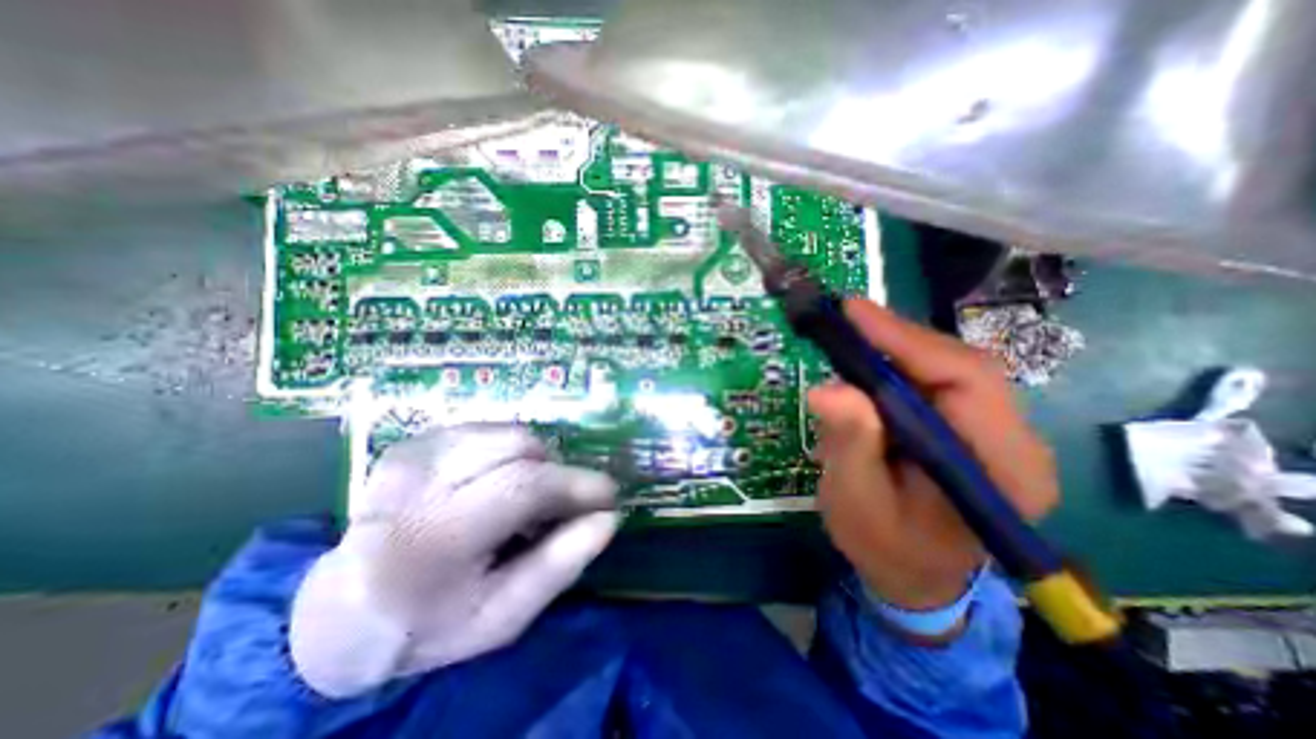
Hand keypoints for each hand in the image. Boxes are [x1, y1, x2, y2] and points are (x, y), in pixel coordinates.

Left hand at [288, 423, 620, 696]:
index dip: (576, 484)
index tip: (609, 496)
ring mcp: (414, 453)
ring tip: (529, 496)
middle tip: (563, 505)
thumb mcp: (501, 617)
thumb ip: (558, 566)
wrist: (342, 611)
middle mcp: (418, 481)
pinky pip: (490, 430)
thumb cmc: (429, 623)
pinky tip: (501, 481)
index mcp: (432, 538)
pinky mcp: (417, 441)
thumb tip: (609, 519)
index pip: (523, 486)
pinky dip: (512, 453)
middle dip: (558, 472)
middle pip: (519, 447)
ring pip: (509, 433)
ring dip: (536, 461)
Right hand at [802, 298, 1056, 612]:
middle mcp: (1013, 442)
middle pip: (962, 366)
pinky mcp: (966, 427)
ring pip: (947, 368)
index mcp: (1003, 469)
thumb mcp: (858, 502)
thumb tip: (828, 388)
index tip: (854, 314)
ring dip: (895, 348)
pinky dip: (895, 365)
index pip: (968, 382)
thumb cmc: (885, 547)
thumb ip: (851, 446)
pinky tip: (865, 365)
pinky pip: (933, 381)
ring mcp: (992, 432)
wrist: (911, 574)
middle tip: (844, 319)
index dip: (908, 341)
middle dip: (898, 338)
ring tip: (849, 336)